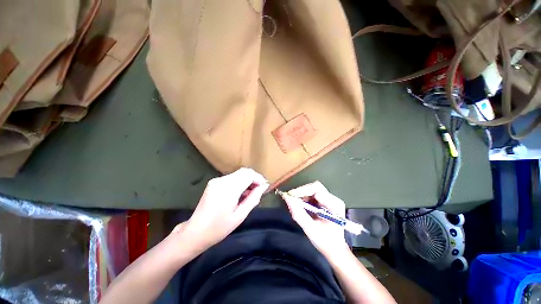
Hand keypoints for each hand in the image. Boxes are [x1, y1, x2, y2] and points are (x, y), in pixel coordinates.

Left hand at [175, 168, 268, 252]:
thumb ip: (253, 199)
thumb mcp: (240, 216)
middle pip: (244, 171)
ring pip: (238, 174)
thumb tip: (263, 187)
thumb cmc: (219, 228)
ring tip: (249, 195)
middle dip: (254, 178)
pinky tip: (239, 194)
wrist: (195, 232)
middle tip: (258, 191)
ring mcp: (216, 180)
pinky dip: (239, 182)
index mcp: (228, 189)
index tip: (264, 187)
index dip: (259, 178)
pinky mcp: (214, 182)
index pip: (248, 174)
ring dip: (247, 180)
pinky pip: (232, 178)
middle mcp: (222, 181)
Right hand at [283, 181, 348, 258]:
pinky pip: (313, 195)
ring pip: (313, 190)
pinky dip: (305, 199)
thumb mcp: (309, 228)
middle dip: (301, 192)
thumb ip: (298, 212)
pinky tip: (302, 206)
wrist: (336, 250)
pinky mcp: (327, 202)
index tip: (290, 196)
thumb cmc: (325, 242)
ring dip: (302, 195)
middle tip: (291, 200)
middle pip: (315, 187)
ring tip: (296, 204)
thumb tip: (286, 198)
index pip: (316, 188)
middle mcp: (333, 199)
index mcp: (333, 205)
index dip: (302, 190)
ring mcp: (331, 200)